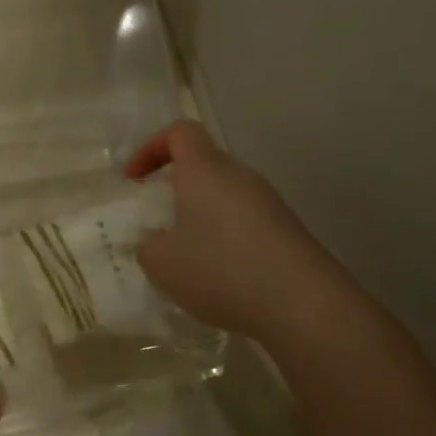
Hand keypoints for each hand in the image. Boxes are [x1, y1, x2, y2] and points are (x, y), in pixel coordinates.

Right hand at [126, 121, 333, 338]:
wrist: (301, 303)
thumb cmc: (219, 269)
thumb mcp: (161, 263)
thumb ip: (147, 246)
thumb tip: (155, 240)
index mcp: (204, 170)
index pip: (181, 132)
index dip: (152, 148)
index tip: (134, 179)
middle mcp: (240, 176)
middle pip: (205, 163)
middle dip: (176, 186)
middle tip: (158, 219)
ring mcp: (269, 203)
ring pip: (225, 195)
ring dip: (201, 216)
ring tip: (186, 255)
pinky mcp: (287, 230)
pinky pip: (245, 221)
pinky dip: (225, 238)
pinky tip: (220, 276)